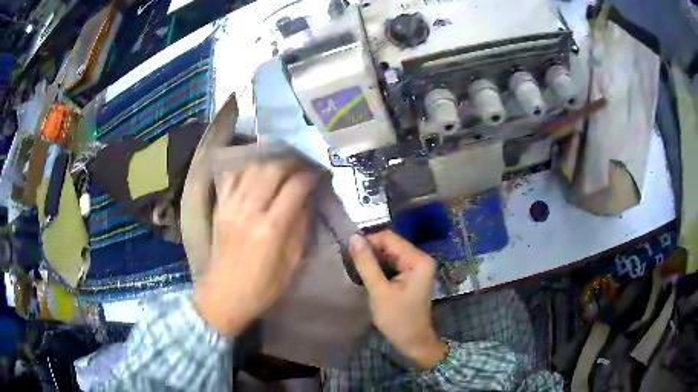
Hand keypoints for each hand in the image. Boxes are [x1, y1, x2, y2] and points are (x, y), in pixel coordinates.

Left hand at [194, 162, 314, 336]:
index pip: (295, 187)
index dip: (309, 177)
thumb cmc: (263, 287)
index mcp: (271, 228)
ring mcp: (230, 206)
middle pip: (272, 169)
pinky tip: (254, 177)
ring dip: (269, 164)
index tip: (317, 176)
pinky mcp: (219, 207)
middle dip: (291, 164)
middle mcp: (249, 210)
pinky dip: (245, 171)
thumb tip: (307, 198)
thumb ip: (301, 226)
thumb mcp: (292, 263)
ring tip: (280, 170)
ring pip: (252, 168)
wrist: (224, 295)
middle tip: (301, 168)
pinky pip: (231, 176)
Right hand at [349, 231, 447, 369]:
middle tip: (349, 261)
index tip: (348, 252)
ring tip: (354, 267)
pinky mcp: (410, 276)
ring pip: (389, 254)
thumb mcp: (379, 291)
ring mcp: (416, 267)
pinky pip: (392, 264)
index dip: (368, 241)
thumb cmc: (398, 319)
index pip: (389, 238)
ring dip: (372, 259)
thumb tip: (353, 237)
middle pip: (390, 244)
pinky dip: (378, 267)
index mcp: (418, 259)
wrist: (413, 342)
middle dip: (370, 250)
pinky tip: (365, 274)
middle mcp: (420, 258)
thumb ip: (366, 264)